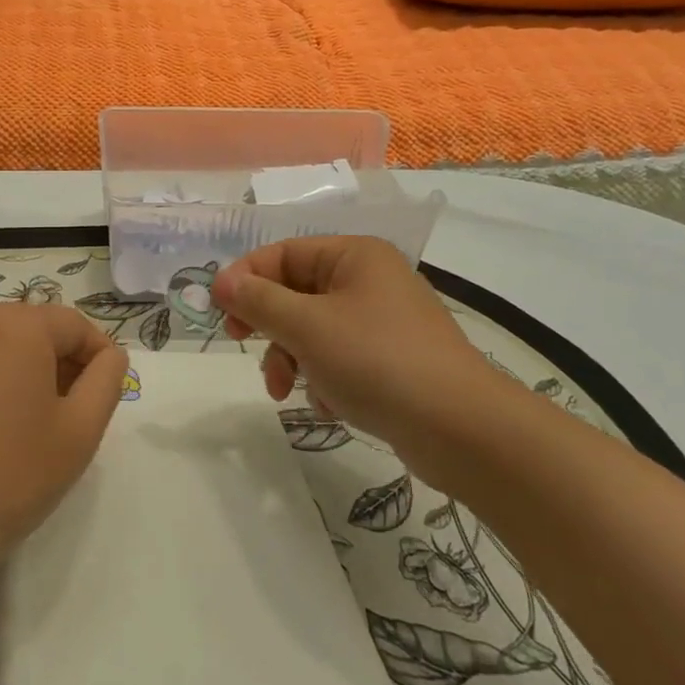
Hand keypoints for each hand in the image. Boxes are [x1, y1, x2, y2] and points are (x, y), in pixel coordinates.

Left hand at [0, 303, 128, 580]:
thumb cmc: (3, 479)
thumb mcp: (77, 434)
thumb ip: (106, 382)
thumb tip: (109, 355)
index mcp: (14, 324)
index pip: (73, 325)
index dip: (98, 357)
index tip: (104, 397)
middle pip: (31, 331)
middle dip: (57, 366)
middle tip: (67, 419)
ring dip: (18, 377)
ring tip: (23, 431)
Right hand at [210, 236, 510, 478]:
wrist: (463, 431)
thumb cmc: (377, 361)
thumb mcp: (306, 327)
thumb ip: (258, 301)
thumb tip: (220, 282)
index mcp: (354, 256)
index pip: (281, 253)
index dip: (246, 279)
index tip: (221, 314)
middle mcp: (369, 280)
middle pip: (295, 292)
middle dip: (270, 326)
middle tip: (243, 346)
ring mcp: (383, 321)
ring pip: (313, 329)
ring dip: (292, 358)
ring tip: (288, 391)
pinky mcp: (393, 360)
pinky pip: (339, 357)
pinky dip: (324, 377)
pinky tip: (330, 405)